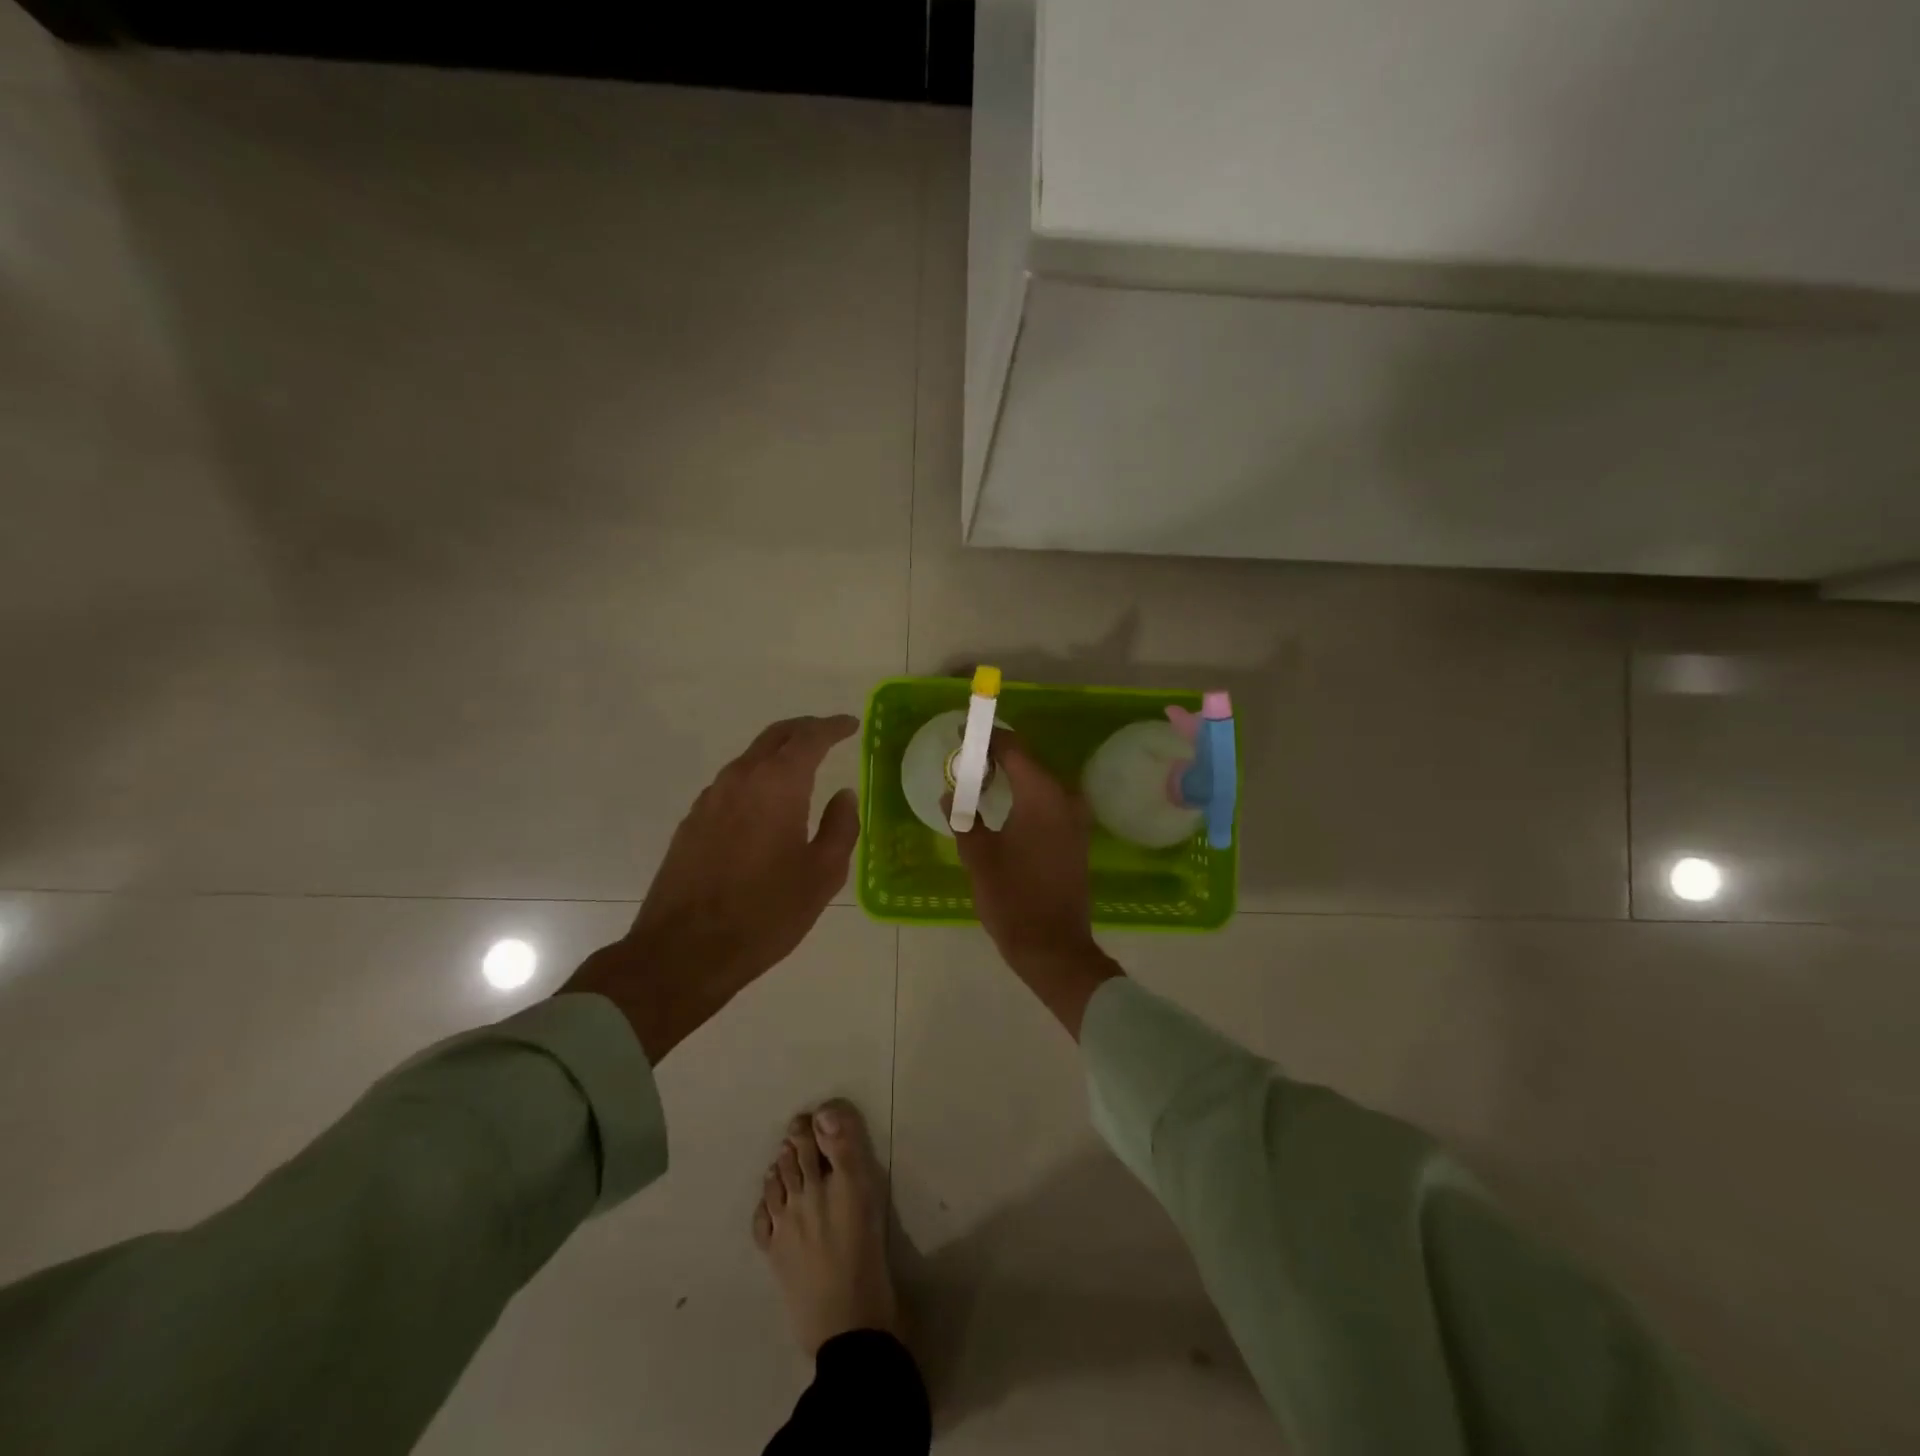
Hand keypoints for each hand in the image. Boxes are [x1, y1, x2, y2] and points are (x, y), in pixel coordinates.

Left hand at [567, 715, 860, 1061]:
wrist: (684, 951)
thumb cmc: (766, 912)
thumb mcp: (822, 874)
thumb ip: (841, 827)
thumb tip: (844, 795)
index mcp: (778, 784)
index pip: (810, 737)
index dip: (833, 726)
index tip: (851, 725)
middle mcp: (741, 778)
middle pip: (775, 736)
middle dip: (804, 730)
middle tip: (829, 734)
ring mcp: (710, 798)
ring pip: (750, 758)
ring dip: (778, 755)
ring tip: (801, 769)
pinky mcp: (692, 822)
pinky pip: (732, 785)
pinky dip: (756, 779)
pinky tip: (766, 805)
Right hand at [951, 730, 1121, 1036]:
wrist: (1054, 947)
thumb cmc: (1012, 899)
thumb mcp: (978, 857)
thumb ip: (964, 819)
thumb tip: (950, 795)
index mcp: (1041, 795)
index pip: (1013, 748)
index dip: (988, 738)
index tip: (963, 732)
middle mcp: (1065, 798)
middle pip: (1029, 763)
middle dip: (998, 757)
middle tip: (966, 761)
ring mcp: (1076, 819)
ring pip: (1040, 784)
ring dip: (1013, 778)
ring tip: (980, 783)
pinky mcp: (1077, 837)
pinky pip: (1050, 803)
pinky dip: (1027, 798)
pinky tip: (1005, 809)